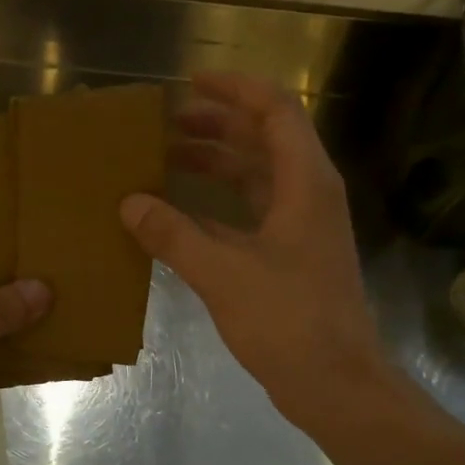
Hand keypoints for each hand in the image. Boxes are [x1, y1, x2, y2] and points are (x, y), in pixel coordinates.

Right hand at [120, 72, 388, 426]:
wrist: (335, 382)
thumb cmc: (288, 320)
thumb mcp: (223, 273)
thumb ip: (174, 234)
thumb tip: (129, 202)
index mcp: (304, 183)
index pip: (275, 110)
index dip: (235, 89)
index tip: (190, 82)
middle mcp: (306, 194)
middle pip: (263, 139)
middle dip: (215, 125)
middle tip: (165, 124)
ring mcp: (300, 226)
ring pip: (255, 177)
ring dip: (214, 164)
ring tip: (164, 160)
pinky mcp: (289, 255)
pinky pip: (248, 212)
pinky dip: (215, 205)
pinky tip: (178, 214)